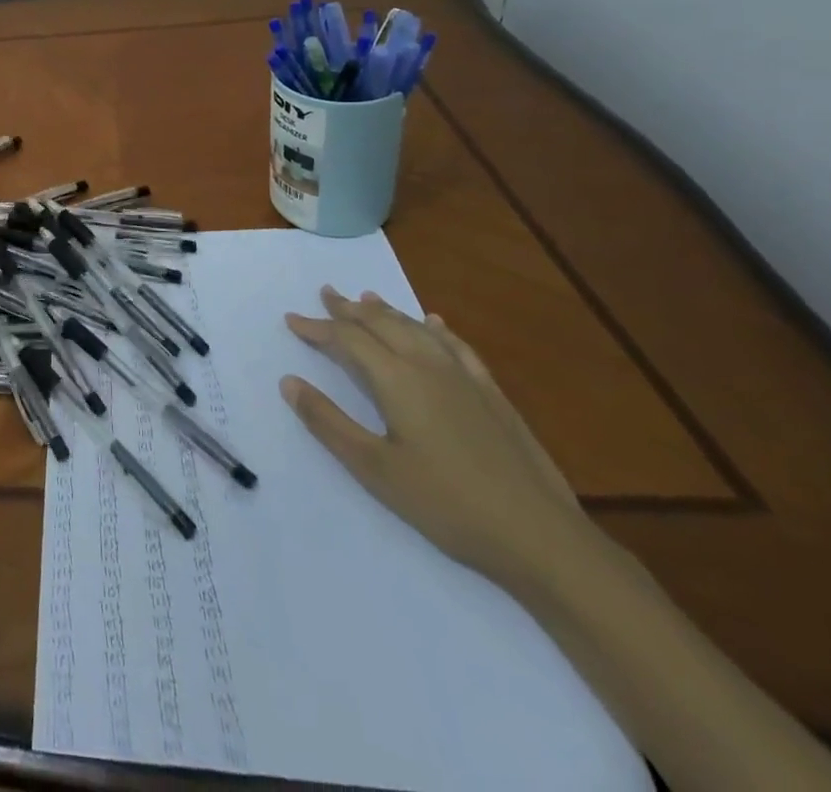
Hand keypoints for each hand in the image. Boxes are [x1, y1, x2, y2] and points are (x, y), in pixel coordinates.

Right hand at [281, 287, 600, 594]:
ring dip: (387, 312)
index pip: (348, 339)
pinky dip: (436, 329)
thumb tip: (289, 382)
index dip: (317, 327)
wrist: (542, 538)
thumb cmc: (447, 504)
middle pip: (383, 324)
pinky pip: (457, 347)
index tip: (291, 320)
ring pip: (417, 329)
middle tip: (326, 293)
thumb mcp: (374, 469)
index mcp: (397, 380)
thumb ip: (328, 422)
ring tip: (367, 298)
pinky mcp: (492, 395)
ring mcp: (465, 379)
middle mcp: (428, 366)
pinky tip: (434, 324)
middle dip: (350, 308)